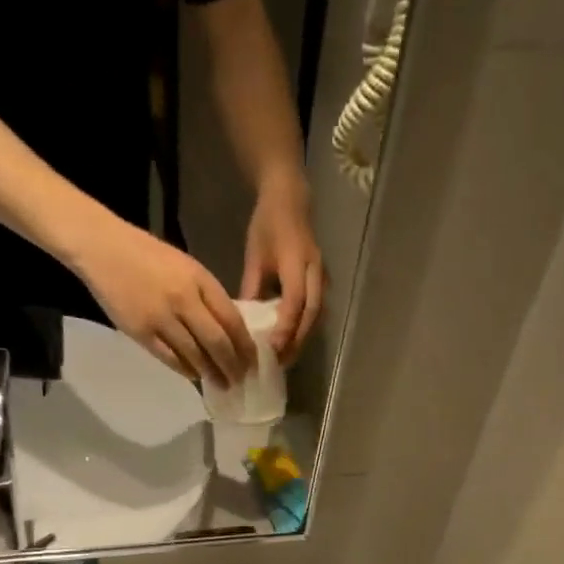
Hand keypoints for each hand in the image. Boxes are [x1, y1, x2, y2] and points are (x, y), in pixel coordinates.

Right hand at [74, 215, 254, 385]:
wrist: (102, 248)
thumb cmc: (147, 256)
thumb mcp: (186, 267)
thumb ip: (207, 296)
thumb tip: (228, 329)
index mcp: (200, 280)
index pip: (232, 320)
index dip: (245, 345)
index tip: (253, 361)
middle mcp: (184, 300)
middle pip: (217, 343)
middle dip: (232, 366)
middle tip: (240, 379)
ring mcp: (162, 318)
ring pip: (195, 355)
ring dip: (211, 373)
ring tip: (221, 384)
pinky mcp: (142, 332)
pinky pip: (170, 359)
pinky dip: (186, 370)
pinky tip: (194, 375)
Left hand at [240, 172, 324, 361]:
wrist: (290, 201)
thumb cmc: (268, 226)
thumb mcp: (255, 256)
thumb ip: (251, 288)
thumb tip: (242, 322)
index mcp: (298, 263)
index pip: (295, 301)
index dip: (286, 326)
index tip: (272, 347)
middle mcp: (315, 273)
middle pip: (311, 315)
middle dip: (296, 341)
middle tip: (279, 362)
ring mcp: (322, 278)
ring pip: (316, 317)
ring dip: (302, 338)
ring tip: (286, 357)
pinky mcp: (322, 283)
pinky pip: (316, 311)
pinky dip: (305, 328)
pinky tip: (291, 340)